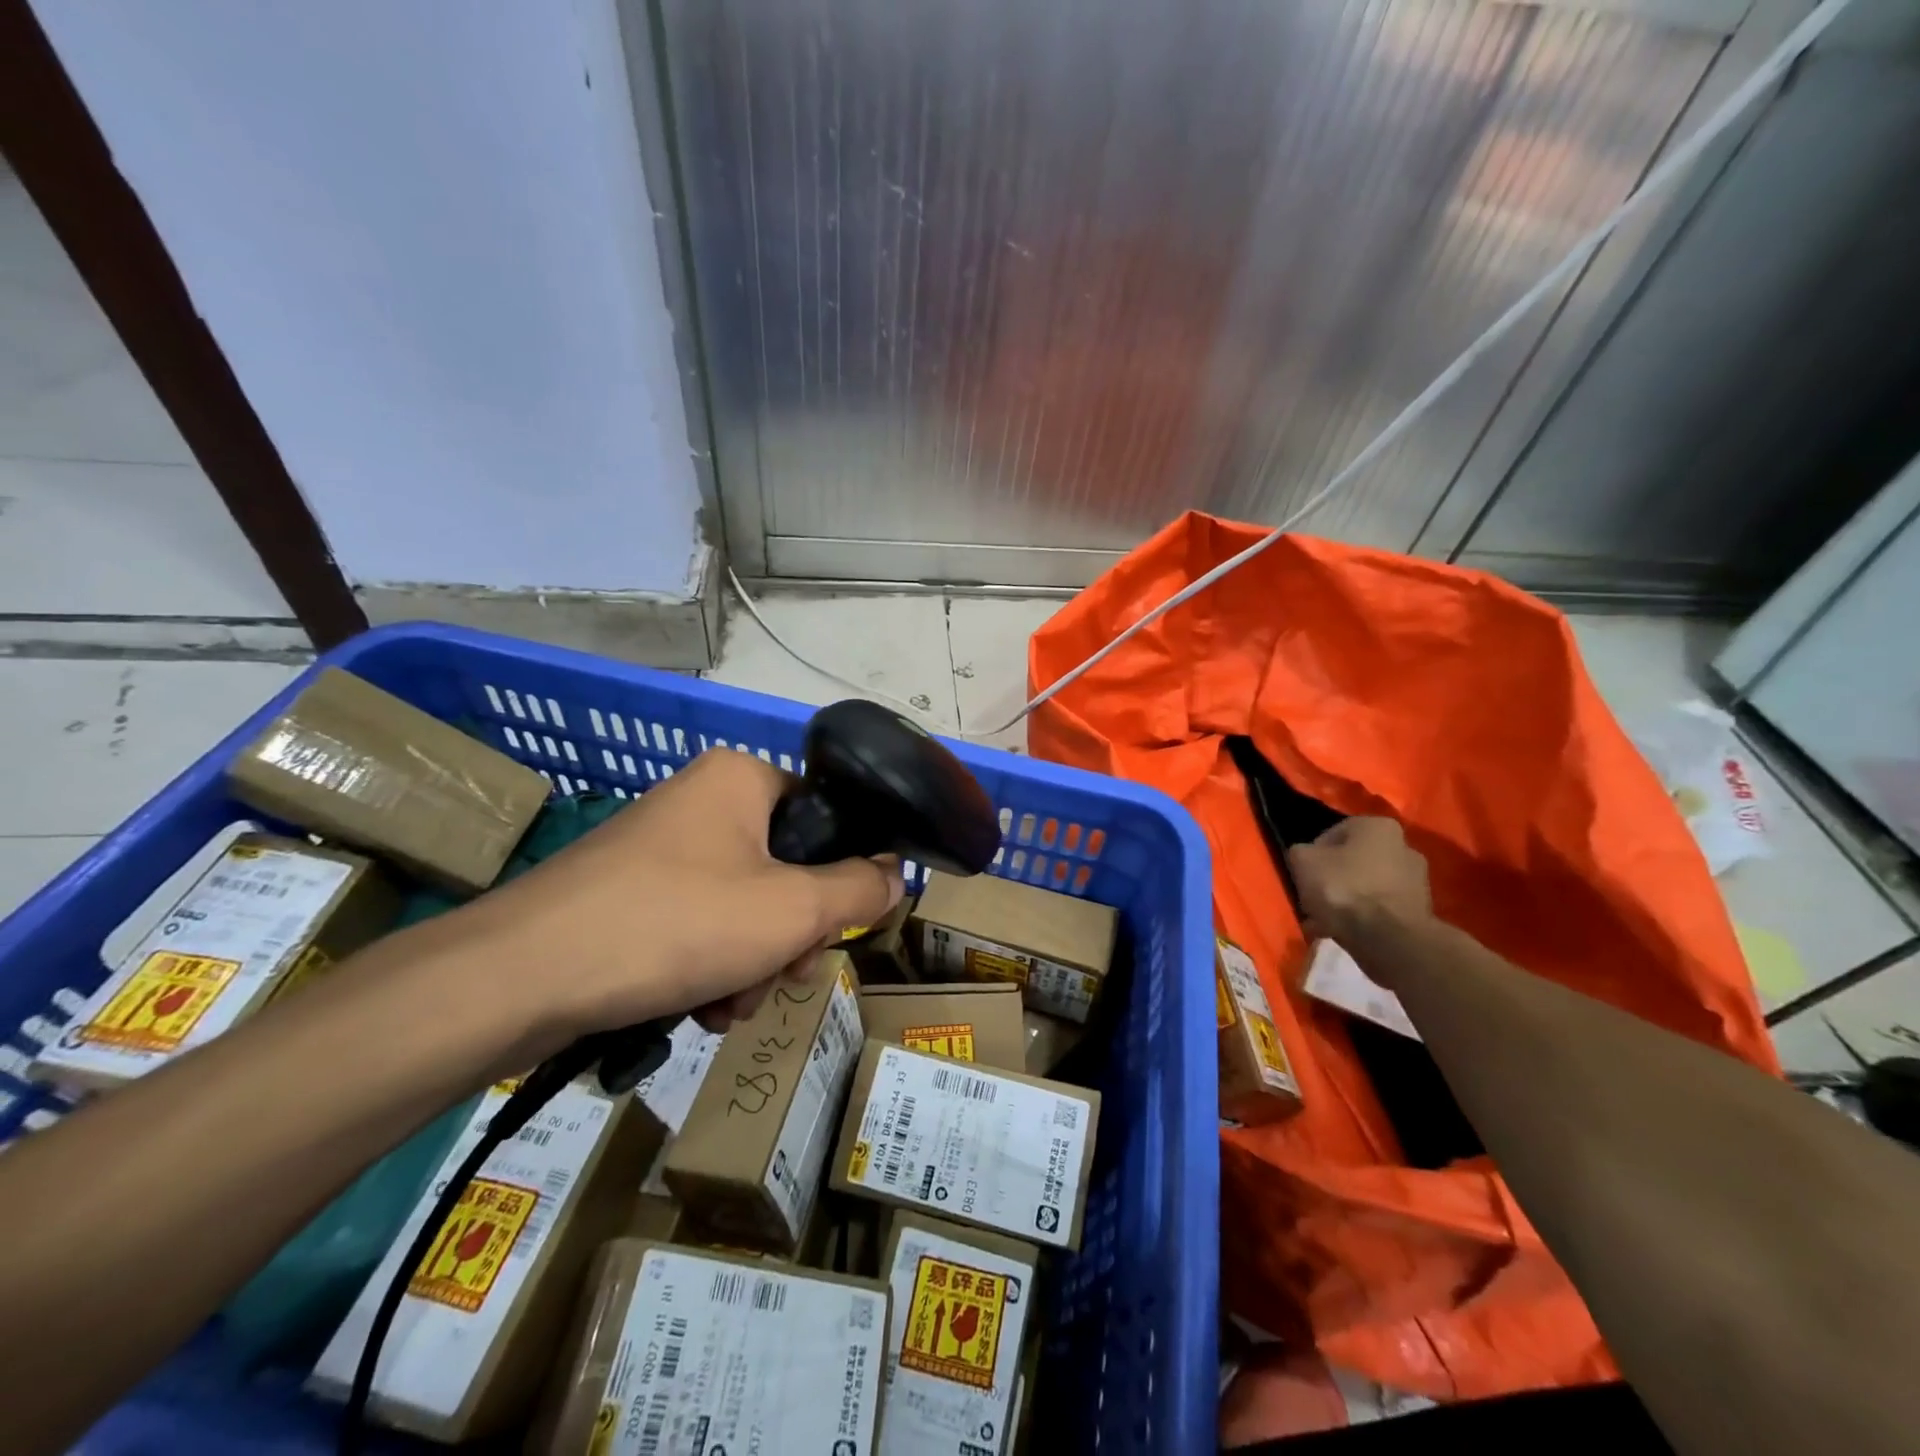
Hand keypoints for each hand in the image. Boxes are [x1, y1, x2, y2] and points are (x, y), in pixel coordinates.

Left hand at [452, 748, 902, 1044]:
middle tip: (778, 976)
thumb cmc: (676, 924)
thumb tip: (896, 873)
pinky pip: (698, 925)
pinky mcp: (629, 894)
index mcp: (740, 779)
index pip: (824, 820)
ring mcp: (660, 848)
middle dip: (788, 938)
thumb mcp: (792, 910)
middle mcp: (701, 801)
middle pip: (784, 871)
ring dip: (752, 963)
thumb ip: (860, 890)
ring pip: (744, 907)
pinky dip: (709, 968)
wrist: (520, 978)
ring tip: (727, 1007)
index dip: (839, 879)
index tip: (828, 932)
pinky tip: (697, 1010)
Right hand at [1285, 817, 1432, 949]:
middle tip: (1312, 898)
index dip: (1312, 855)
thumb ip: (1300, 852)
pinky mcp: (1420, 911)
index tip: (1302, 875)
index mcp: (1378, 826)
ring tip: (1324, 921)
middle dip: (1332, 878)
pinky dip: (1362, 917)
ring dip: (1346, 900)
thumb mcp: (1302, 861)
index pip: (1332, 834)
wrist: (1389, 939)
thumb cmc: (1344, 889)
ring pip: (1366, 886)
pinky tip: (1343, 932)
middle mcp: (1404, 847)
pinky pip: (1380, 909)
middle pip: (1352, 861)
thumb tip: (1305, 857)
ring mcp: (1417, 881)